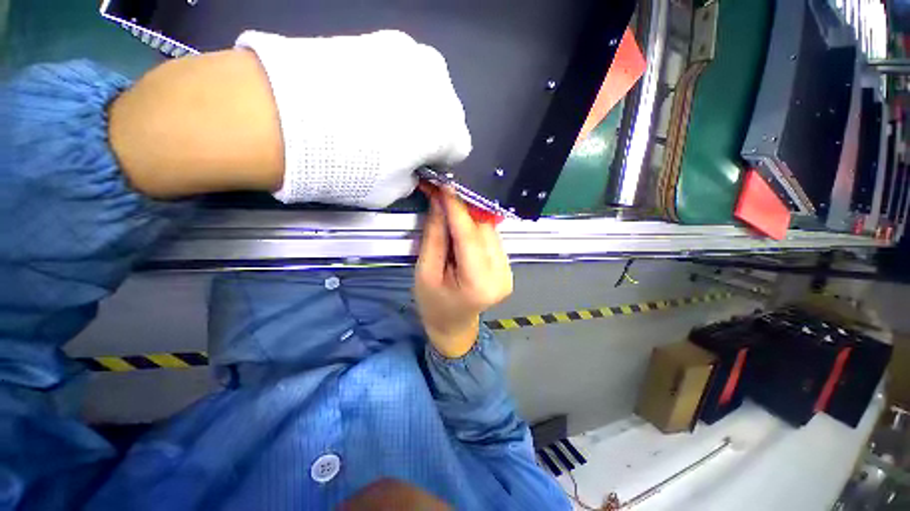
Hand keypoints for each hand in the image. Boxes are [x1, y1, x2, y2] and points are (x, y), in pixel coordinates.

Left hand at [236, 30, 471, 207]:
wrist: (291, 117)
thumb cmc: (356, 166)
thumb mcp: (391, 191)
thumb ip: (410, 180)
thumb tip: (410, 170)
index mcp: (449, 129)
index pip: (459, 149)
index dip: (441, 160)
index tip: (423, 165)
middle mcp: (440, 87)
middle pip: (447, 115)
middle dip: (431, 130)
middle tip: (402, 143)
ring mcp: (410, 55)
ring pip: (425, 89)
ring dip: (412, 105)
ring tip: (380, 117)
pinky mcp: (379, 37)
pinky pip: (398, 69)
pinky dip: (390, 85)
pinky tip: (365, 96)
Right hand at [415, 187, 512, 357]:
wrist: (453, 325)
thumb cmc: (434, 304)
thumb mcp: (426, 272)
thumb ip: (435, 236)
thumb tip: (440, 202)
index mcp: (478, 283)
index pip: (469, 237)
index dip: (457, 209)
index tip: (445, 186)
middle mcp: (501, 275)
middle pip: (483, 231)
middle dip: (463, 209)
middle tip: (444, 193)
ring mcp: (508, 271)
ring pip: (489, 231)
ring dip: (470, 217)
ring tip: (450, 208)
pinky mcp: (507, 267)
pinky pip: (491, 238)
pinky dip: (476, 227)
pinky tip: (463, 224)